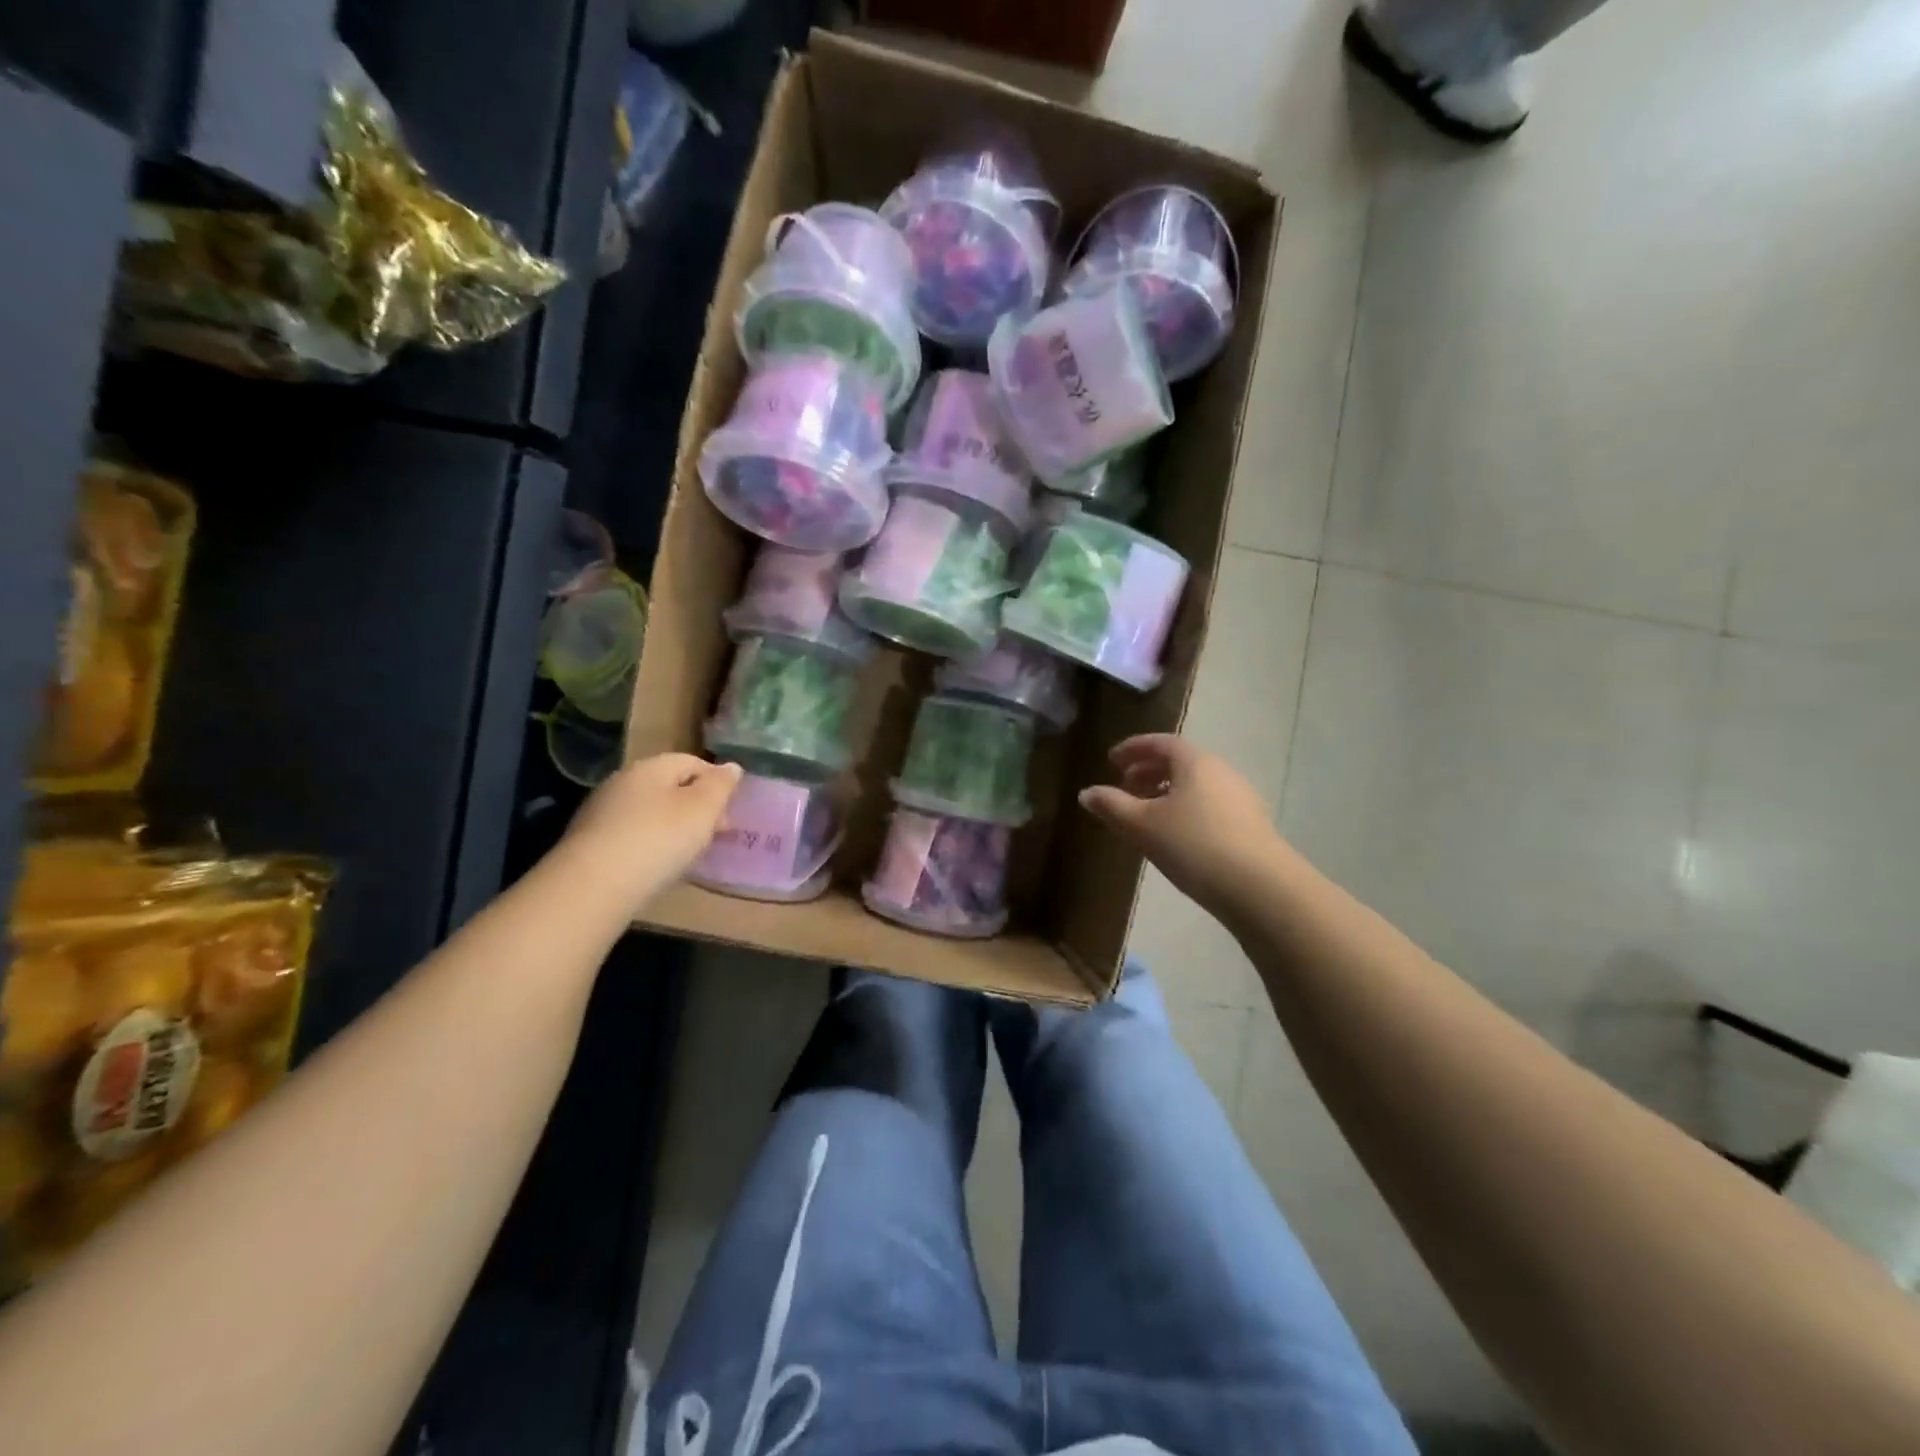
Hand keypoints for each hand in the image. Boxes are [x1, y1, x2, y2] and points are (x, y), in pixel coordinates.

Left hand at [563, 754, 741, 912]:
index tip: (729, 811)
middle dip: (696, 806)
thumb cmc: (659, 839)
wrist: (593, 886)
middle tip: (714, 834)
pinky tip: (656, 865)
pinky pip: (631, 833)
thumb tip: (731, 767)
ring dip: (672, 826)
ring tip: (687, 853)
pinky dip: (650, 843)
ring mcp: (602, 811)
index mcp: (652, 767)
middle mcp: (623, 781)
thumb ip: (721, 785)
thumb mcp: (703, 809)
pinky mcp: (589, 841)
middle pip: (670, 786)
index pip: (692, 762)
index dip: (716, 782)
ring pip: (650, 811)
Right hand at [1079, 735, 1285, 915]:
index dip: (1133, 748)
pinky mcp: (1251, 824)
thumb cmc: (1194, 846)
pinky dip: (1187, 808)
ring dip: (1168, 792)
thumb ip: (1112, 806)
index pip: (1161, 742)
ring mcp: (1241, 797)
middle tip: (1126, 787)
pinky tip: (1177, 836)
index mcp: (1195, 762)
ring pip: (1196, 785)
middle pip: (1180, 762)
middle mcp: (1221, 771)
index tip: (1112, 760)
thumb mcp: (1143, 826)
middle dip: (1149, 771)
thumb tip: (1086, 793)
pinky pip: (1210, 804)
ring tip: (1147, 814)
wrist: (1260, 888)